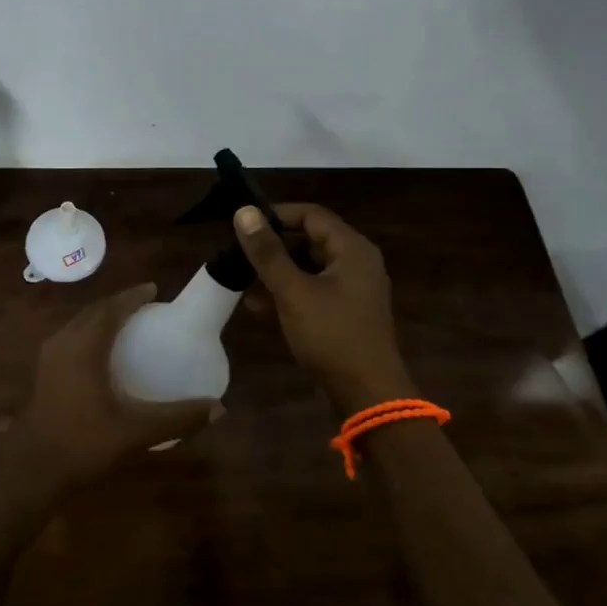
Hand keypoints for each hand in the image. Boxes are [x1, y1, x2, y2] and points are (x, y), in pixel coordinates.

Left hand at [14, 283, 221, 494]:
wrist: (30, 472)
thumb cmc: (83, 444)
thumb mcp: (136, 431)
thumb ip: (178, 418)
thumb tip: (219, 409)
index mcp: (84, 347)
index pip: (111, 309)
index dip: (132, 297)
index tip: (154, 290)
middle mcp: (63, 343)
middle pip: (93, 312)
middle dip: (118, 304)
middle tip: (145, 306)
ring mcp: (48, 359)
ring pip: (78, 325)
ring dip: (102, 318)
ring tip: (127, 325)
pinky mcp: (43, 375)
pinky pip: (70, 340)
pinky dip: (89, 334)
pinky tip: (103, 355)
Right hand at [234, 203, 413, 410]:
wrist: (367, 393)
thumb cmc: (331, 335)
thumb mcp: (293, 291)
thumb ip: (268, 252)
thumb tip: (244, 212)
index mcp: (352, 249)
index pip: (310, 214)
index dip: (276, 215)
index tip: (243, 225)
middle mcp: (358, 261)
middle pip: (310, 239)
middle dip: (274, 246)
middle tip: (239, 254)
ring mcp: (355, 288)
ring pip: (310, 266)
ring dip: (278, 271)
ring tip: (243, 281)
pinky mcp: (348, 311)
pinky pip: (315, 289)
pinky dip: (290, 291)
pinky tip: (259, 306)